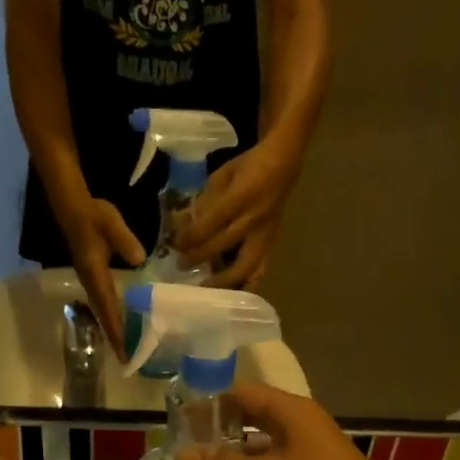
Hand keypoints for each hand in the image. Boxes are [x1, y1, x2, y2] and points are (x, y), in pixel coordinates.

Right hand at [61, 198, 145, 358]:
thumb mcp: (111, 223)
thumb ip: (124, 240)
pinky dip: (111, 316)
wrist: (73, 208)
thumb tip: (140, 260)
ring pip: (102, 311)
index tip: (124, 350)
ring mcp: (90, 280)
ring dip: (112, 329)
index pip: (107, 307)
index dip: (116, 330)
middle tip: (127, 359)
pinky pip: (103, 302)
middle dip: (115, 337)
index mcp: (95, 274)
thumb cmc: (93, 216)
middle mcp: (90, 282)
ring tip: (125, 347)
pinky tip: (122, 322)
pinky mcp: (93, 276)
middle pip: (103, 315)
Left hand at [174, 141, 300, 290]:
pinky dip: (247, 285)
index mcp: (241, 197)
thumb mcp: (222, 176)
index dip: (191, 236)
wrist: (284, 164)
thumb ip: (204, 201)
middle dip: (199, 258)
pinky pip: (260, 270)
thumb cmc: (248, 166)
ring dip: (223, 280)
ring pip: (245, 266)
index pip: (210, 223)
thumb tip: (184, 224)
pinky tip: (234, 296)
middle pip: (222, 245)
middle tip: (182, 265)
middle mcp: (254, 219)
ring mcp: (265, 235)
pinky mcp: (272, 244)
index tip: (176, 245)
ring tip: (206, 289)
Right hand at [174, 381, 400, 459]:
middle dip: (220, 428)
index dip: (211, 403)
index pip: (242, 393)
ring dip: (234, 453)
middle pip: (252, 415)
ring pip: (263, 443)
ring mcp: (308, 451)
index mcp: (290, 411)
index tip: (182, 421)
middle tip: (187, 445)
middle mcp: (300, 424)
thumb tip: (181, 456)